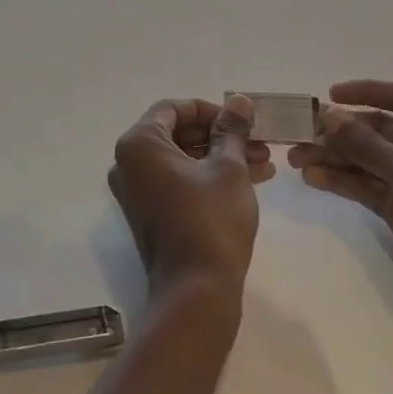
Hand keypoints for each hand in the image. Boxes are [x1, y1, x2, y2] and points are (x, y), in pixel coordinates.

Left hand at [109, 97, 273, 310]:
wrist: (196, 293)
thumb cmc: (211, 220)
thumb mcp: (228, 168)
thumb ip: (231, 130)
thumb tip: (239, 100)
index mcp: (139, 144)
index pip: (173, 109)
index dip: (209, 109)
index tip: (240, 120)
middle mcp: (129, 164)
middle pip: (178, 134)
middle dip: (220, 135)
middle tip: (257, 141)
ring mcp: (137, 192)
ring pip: (183, 160)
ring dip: (221, 157)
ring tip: (264, 162)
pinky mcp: (150, 214)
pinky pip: (179, 182)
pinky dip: (209, 177)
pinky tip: (252, 179)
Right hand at [289, 80, 392, 346]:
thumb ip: (368, 145)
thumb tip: (327, 115)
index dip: (368, 93)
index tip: (330, 95)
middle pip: (380, 131)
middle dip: (342, 132)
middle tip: (300, 133)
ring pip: (367, 161)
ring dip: (334, 157)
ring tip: (296, 158)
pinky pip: (365, 187)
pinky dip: (340, 181)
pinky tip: (313, 178)